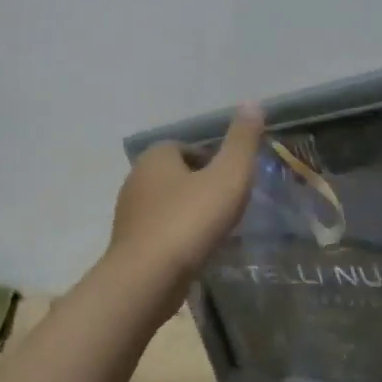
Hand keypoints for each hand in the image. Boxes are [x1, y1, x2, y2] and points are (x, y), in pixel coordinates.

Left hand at [108, 104, 264, 317]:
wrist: (147, 279)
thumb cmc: (190, 221)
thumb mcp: (228, 176)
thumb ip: (242, 141)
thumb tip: (253, 103)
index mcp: (156, 156)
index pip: (187, 147)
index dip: (212, 161)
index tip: (232, 181)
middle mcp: (136, 179)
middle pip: (177, 175)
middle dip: (201, 186)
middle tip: (229, 205)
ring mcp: (129, 214)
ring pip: (168, 204)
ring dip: (189, 213)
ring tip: (216, 231)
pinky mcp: (129, 245)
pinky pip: (161, 232)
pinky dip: (178, 237)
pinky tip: (196, 252)